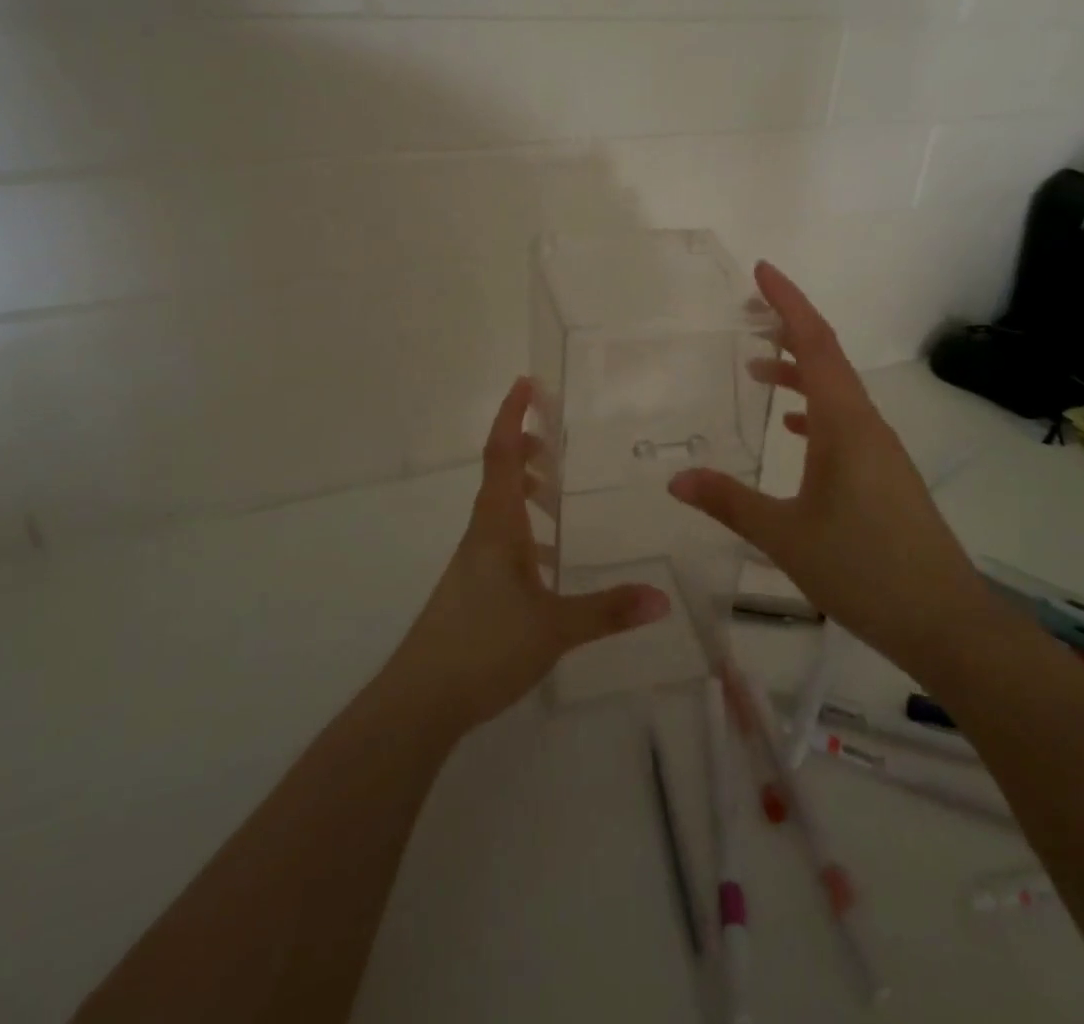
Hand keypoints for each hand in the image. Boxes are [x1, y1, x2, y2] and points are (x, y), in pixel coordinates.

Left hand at [389, 378, 670, 732]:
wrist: (420, 700)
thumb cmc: (483, 646)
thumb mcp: (554, 628)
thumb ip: (607, 611)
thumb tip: (663, 598)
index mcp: (497, 526)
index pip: (500, 455)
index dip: (511, 416)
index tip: (526, 383)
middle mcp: (482, 534)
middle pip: (499, 476)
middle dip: (524, 448)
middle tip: (556, 437)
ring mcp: (474, 562)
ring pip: (500, 509)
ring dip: (524, 489)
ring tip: (558, 491)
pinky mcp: (473, 588)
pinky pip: (501, 541)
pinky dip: (525, 531)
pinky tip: (549, 560)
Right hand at [668, 262, 988, 665]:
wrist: (945, 622)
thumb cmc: (864, 570)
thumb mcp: (785, 536)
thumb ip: (729, 502)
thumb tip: (676, 478)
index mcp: (844, 424)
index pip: (816, 343)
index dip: (789, 302)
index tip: (761, 270)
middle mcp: (866, 425)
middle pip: (827, 357)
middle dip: (789, 327)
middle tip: (747, 311)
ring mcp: (879, 449)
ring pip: (836, 391)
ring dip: (800, 371)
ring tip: (758, 369)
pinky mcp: (884, 474)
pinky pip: (844, 422)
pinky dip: (814, 410)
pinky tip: (791, 429)